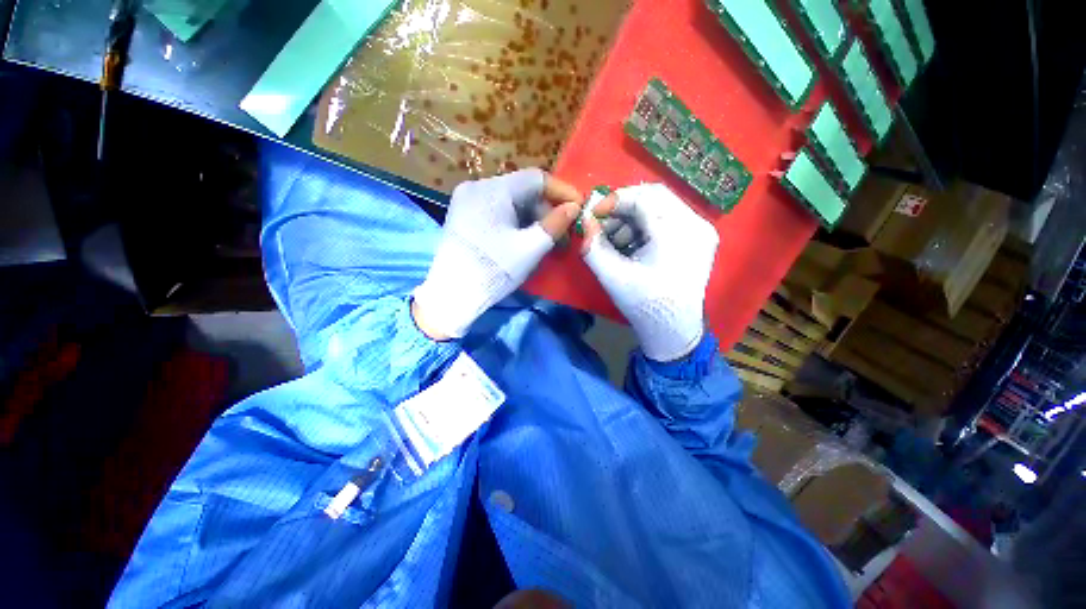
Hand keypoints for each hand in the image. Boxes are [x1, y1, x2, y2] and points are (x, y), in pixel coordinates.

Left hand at [413, 169, 581, 339]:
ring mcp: (468, 200)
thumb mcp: (530, 248)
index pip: (536, 178)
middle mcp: (477, 186)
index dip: (562, 191)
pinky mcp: (464, 214)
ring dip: (533, 217)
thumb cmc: (494, 270)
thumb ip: (555, 224)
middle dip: (547, 209)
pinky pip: (498, 209)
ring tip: (547, 240)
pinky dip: (517, 221)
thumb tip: (574, 207)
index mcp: (493, 190)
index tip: (579, 207)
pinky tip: (526, 238)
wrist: (453, 295)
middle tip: (564, 232)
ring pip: (511, 200)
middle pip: (523, 189)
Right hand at [581, 184, 717, 361]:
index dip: (614, 201)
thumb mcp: (612, 276)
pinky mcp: (701, 238)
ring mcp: (702, 230)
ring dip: (634, 217)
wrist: (673, 329)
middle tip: (604, 225)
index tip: (594, 214)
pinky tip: (633, 244)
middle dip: (624, 207)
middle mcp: (696, 224)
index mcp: (676, 234)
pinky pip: (670, 218)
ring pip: (662, 205)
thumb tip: (585, 221)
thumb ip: (593, 247)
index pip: (643, 198)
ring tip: (617, 241)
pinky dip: (647, 225)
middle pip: (655, 196)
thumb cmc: (643, 305)